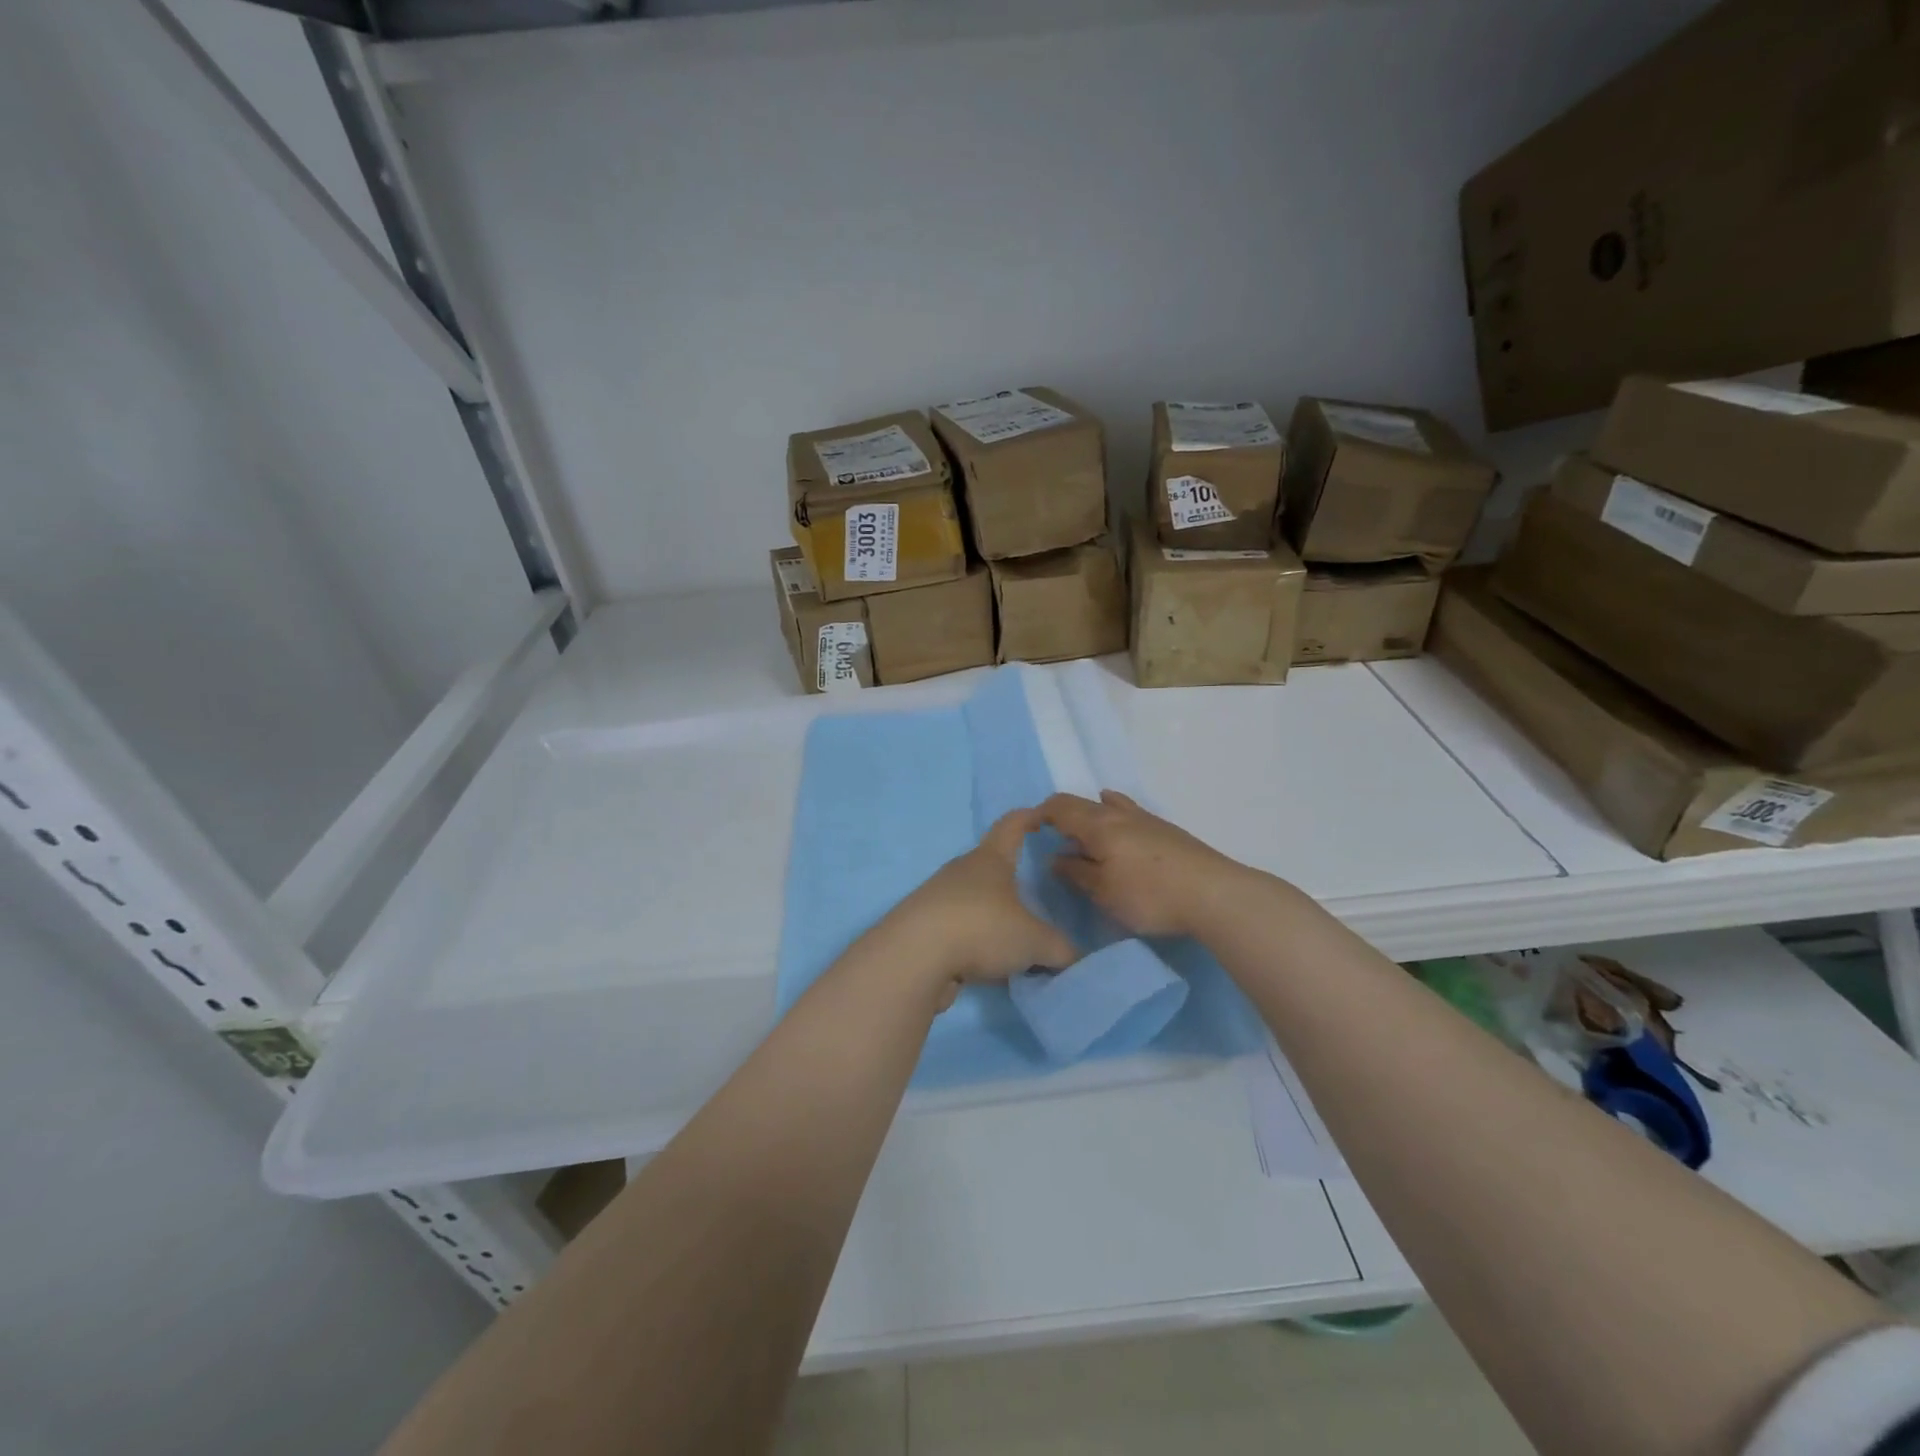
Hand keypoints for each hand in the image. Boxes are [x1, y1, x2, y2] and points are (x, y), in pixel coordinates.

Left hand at [880, 808, 1076, 998]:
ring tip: (1016, 940)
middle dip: (1012, 877)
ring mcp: (937, 898)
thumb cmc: (981, 928)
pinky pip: (958, 930)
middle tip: (1037, 894)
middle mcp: (961, 872)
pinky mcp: (922, 928)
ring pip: (973, 901)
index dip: (1029, 817)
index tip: (1042, 815)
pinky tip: (988, 966)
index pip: (1012, 825)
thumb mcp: (1035, 941)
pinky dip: (974, 943)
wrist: (913, 957)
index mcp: (990, 860)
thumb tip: (1074, 958)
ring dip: (992, 916)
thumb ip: (1061, 949)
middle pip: (991, 866)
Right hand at [1041, 790, 1254, 938]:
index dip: (1040, 814)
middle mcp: (1120, 814)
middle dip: (1063, 814)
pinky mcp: (1167, 831)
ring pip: (1109, 806)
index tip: (1029, 830)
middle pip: (1083, 803)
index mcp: (1098, 825)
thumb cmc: (1149, 895)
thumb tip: (1056, 858)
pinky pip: (1130, 813)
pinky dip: (1115, 814)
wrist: (1213, 894)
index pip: (1060, 806)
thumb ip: (1076, 873)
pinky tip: (1122, 824)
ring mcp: (1147, 819)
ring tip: (1084, 826)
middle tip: (1053, 836)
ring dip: (1091, 814)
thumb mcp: (1104, 892)